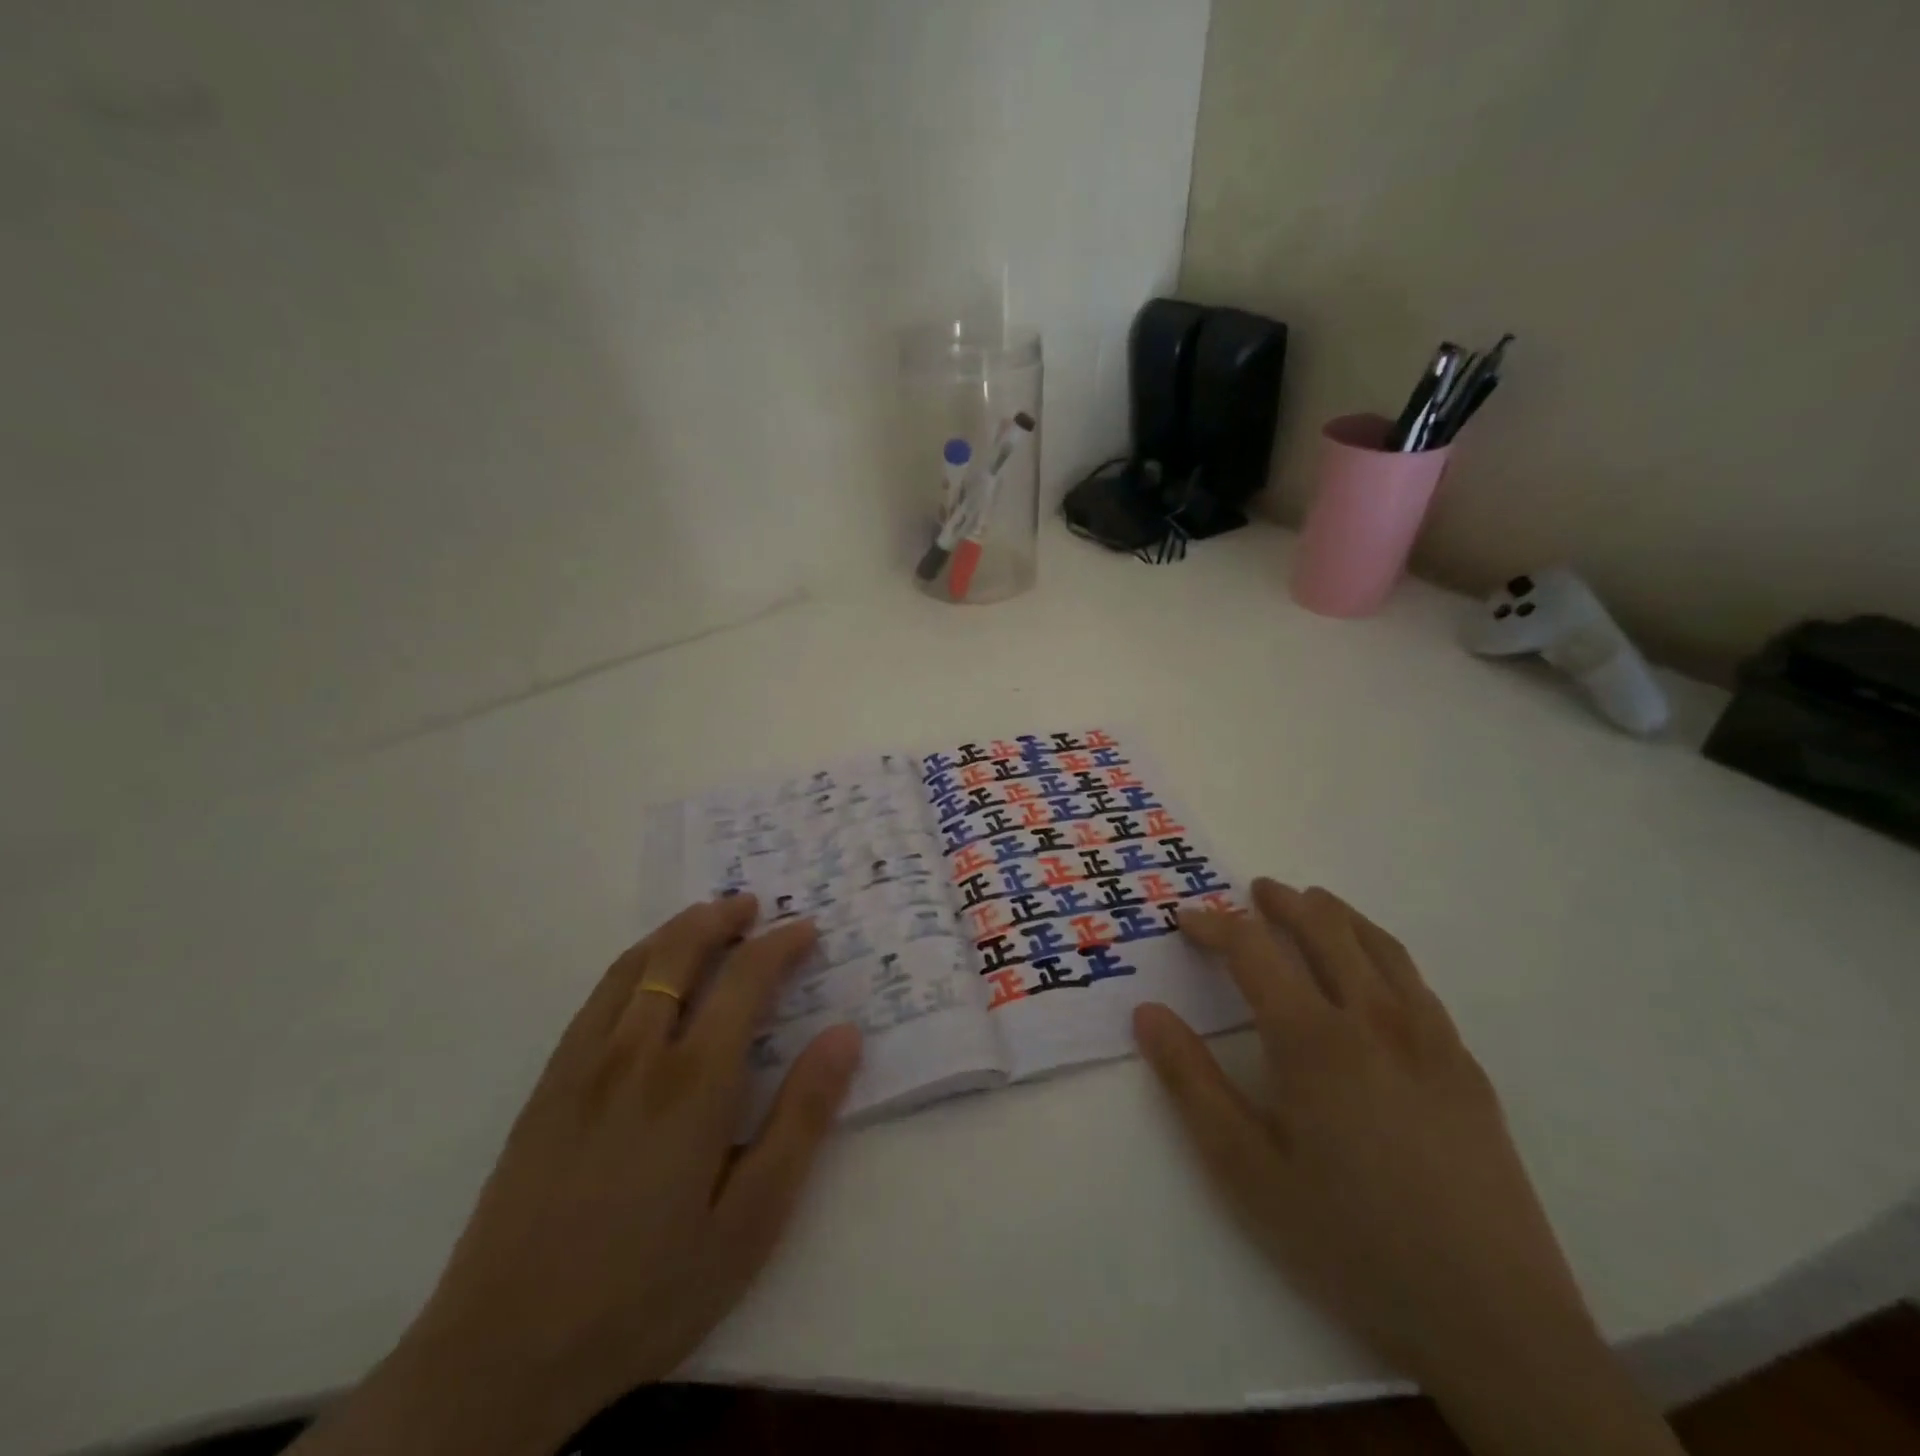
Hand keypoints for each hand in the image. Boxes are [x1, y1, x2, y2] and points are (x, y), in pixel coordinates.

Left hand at [292, 896, 860, 1455]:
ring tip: (708, 920)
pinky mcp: (547, 1085)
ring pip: (634, 964)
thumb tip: (844, 1034)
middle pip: (680, 951)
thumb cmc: (648, 1289)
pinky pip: (597, 997)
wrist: (502, 1354)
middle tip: (754, 906)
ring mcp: (583, 1064)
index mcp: (693, 1081)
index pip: (745, 980)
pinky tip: (646, 976)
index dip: (780, 944)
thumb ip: (802, 1118)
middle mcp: (636, 1052)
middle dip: (721, 917)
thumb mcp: (751, 1220)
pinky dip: (634, 962)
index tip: (806, 929)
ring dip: (677, 930)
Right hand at [1137, 881, 1681, 1455]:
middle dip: (1283, 902)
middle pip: (1325, 928)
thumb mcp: (1247, 1171)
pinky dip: (1381, 951)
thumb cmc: (1350, 1242)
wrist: (1496, 1322)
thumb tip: (1148, 1013)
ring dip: (1337, 914)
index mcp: (1315, 1040)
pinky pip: (1416, 982)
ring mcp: (1431, 1040)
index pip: (1254, 950)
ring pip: (1379, 946)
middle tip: (1255, 891)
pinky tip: (1373, 971)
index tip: (1186, 920)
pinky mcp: (1467, 1068)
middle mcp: (1375, 1019)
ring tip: (1312, 903)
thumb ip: (1192, 1084)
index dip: (1215, 925)